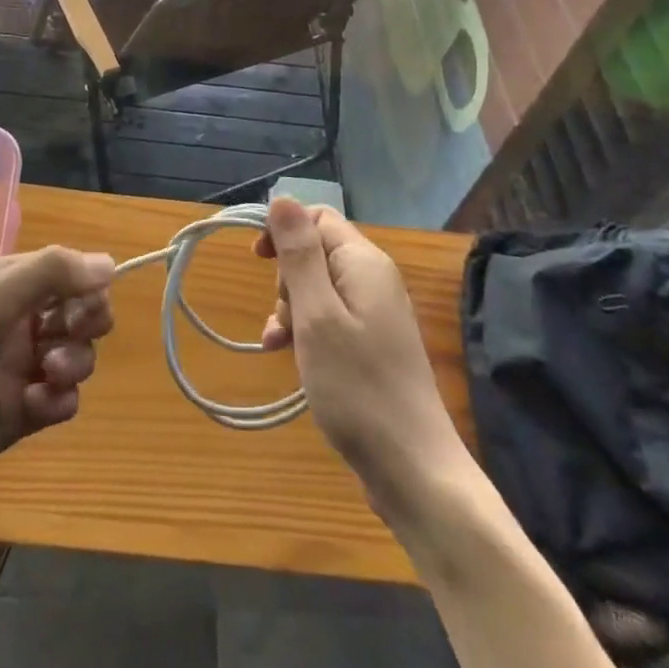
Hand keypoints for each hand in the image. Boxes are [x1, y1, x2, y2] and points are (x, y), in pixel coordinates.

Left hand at [0, 246, 115, 524]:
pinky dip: (59, 401)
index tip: (88, 303)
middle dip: (86, 322)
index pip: (64, 269)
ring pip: (76, 353)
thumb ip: (47, 276)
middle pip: (77, 310)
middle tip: (68, 337)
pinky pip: (63, 399)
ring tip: (47, 377)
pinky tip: (37, 408)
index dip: (85, 283)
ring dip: (74, 363)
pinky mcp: (18, 414)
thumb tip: (109, 262)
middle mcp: (11, 321)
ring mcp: (15, 368)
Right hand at [257, 197, 462, 509]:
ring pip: (317, 288)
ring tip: (279, 344)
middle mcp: (373, 279)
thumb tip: (282, 198)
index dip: (283, 230)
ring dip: (290, 309)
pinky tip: (287, 356)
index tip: (256, 260)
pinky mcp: (371, 345)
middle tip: (283, 317)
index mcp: (364, 262)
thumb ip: (299, 254)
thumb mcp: (317, 314)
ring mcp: (375, 314)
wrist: (412, 469)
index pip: (317, 218)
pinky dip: (304, 330)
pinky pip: (329, 318)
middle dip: (286, 278)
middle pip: (315, 252)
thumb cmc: (357, 387)